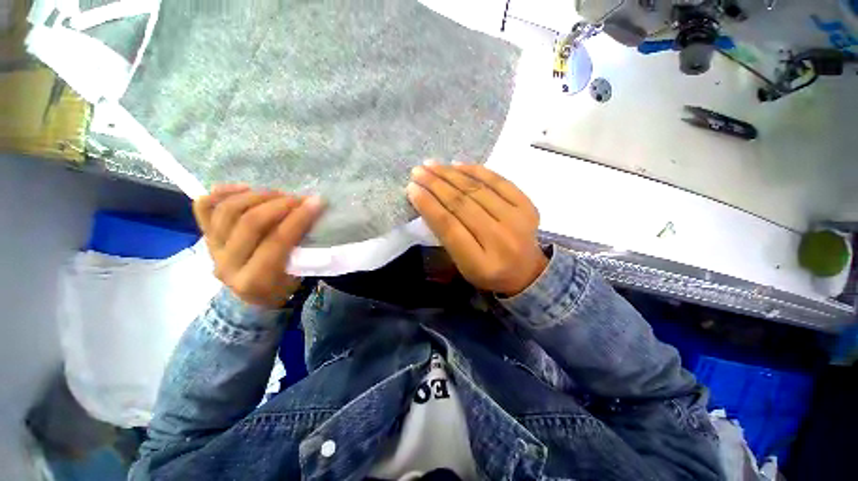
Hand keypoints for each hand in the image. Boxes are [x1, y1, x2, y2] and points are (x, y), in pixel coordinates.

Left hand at [193, 186, 324, 308]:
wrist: (253, 296)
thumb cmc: (283, 287)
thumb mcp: (299, 275)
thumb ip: (303, 249)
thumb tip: (312, 215)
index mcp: (255, 280)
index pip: (277, 241)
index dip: (299, 218)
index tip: (316, 203)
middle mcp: (228, 265)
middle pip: (250, 222)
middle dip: (280, 204)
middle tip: (299, 199)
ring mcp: (212, 249)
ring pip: (228, 210)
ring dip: (258, 196)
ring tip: (279, 194)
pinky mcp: (205, 237)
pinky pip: (204, 207)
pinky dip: (223, 192)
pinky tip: (245, 188)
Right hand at [407, 162, 547, 295]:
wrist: (527, 273)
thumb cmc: (488, 273)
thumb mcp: (462, 266)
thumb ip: (447, 238)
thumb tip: (428, 202)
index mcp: (480, 264)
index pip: (449, 228)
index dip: (428, 206)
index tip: (412, 189)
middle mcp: (500, 241)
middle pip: (462, 205)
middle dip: (436, 185)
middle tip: (418, 171)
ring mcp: (518, 221)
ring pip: (478, 191)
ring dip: (451, 174)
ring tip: (432, 165)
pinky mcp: (528, 207)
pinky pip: (500, 182)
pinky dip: (477, 171)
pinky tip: (458, 165)